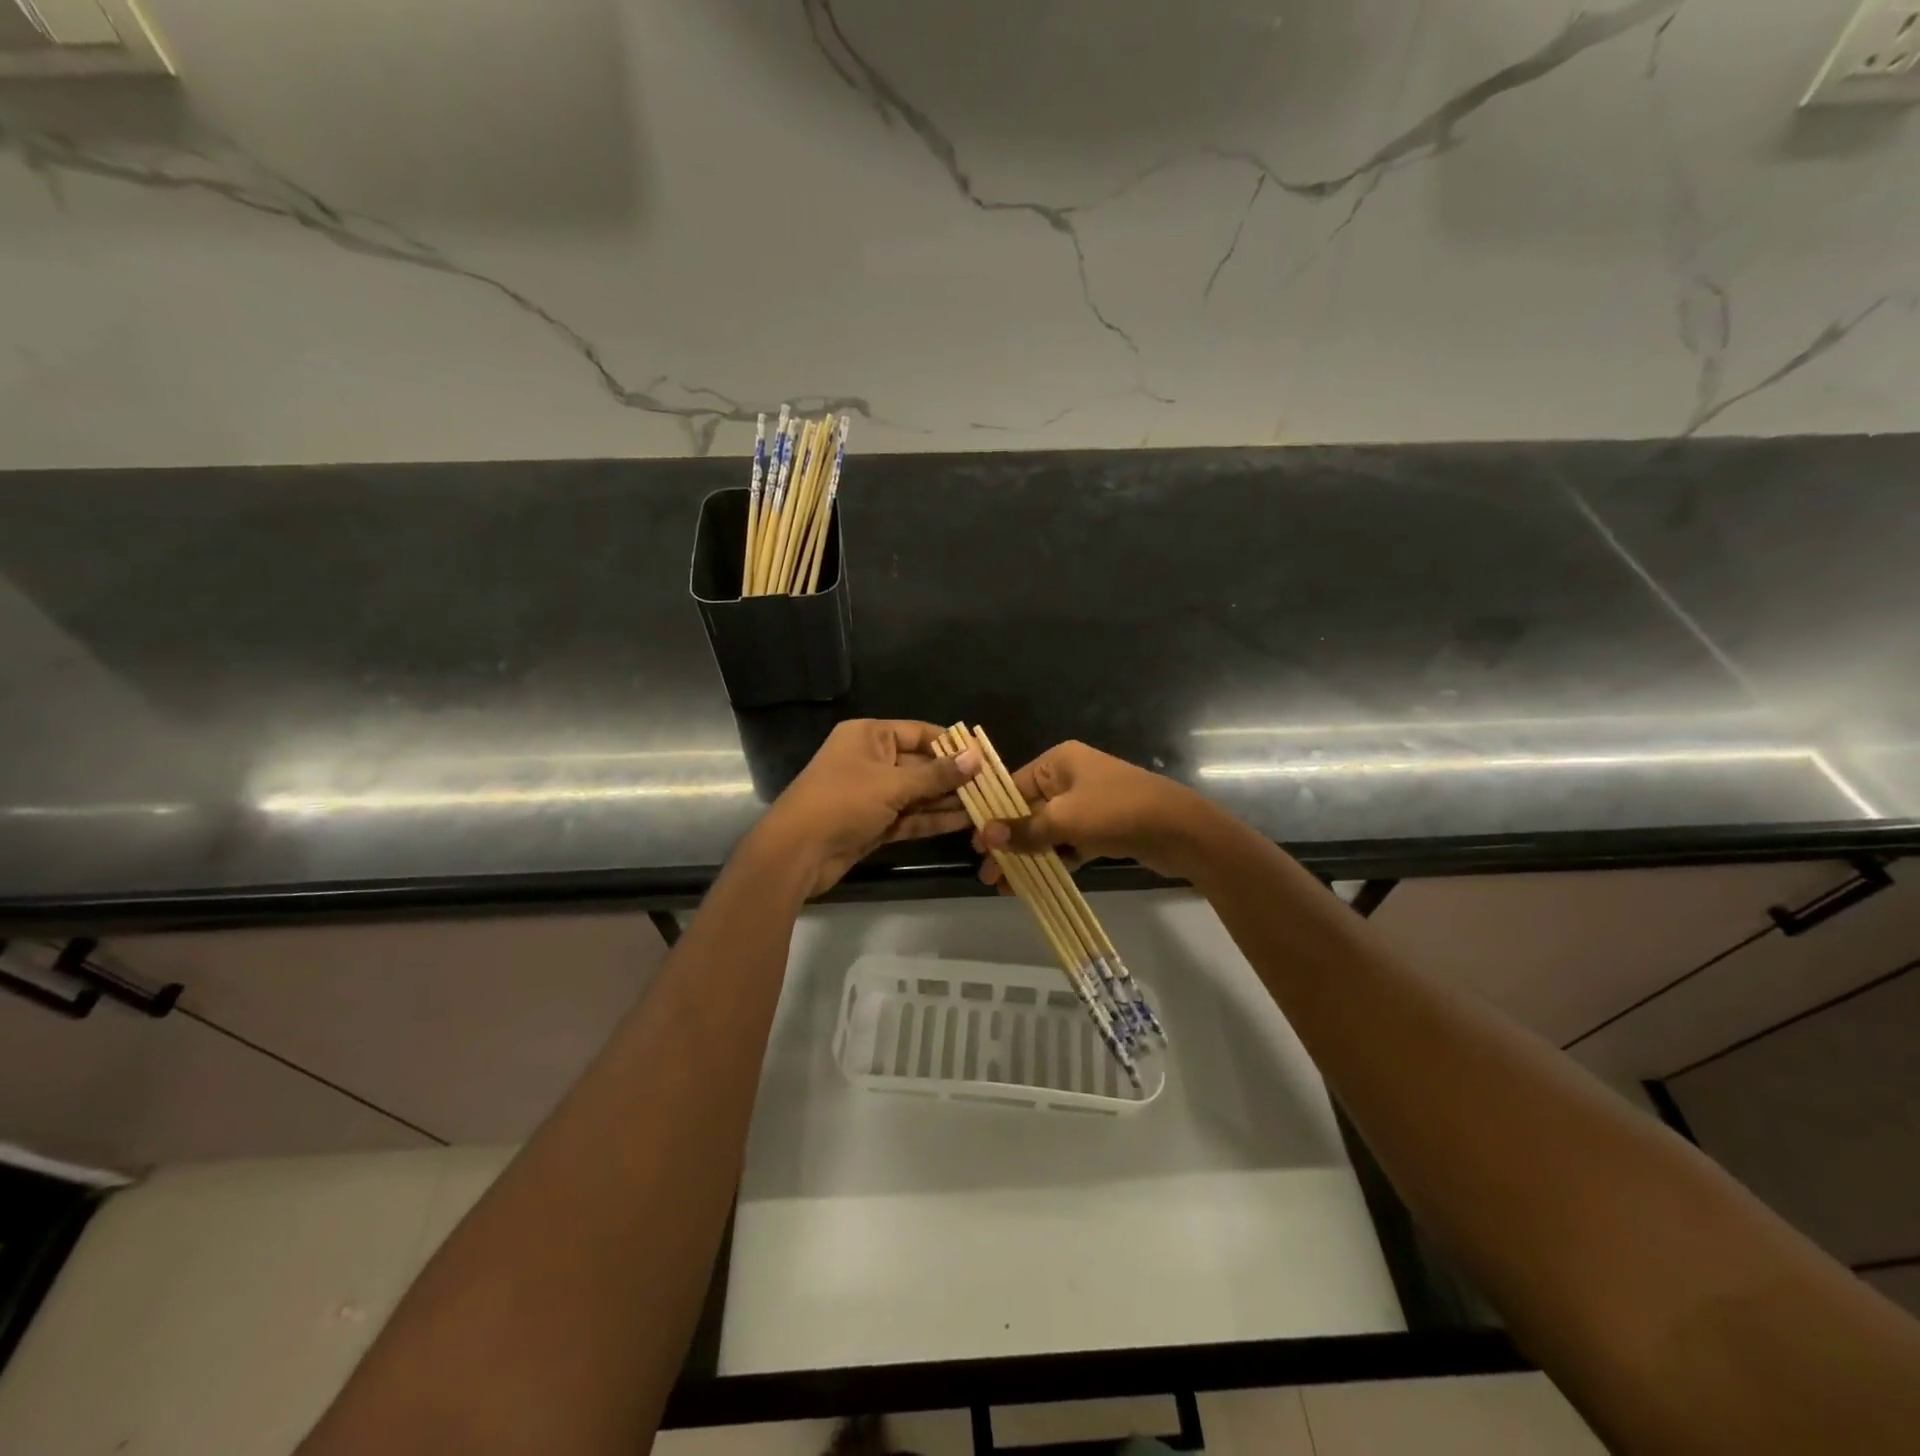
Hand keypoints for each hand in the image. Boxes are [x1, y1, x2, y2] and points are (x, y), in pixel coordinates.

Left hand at [749, 720, 981, 897]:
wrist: (797, 852)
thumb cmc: (842, 802)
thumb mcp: (892, 784)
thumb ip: (936, 775)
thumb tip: (976, 758)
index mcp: (869, 736)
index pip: (919, 733)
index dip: (952, 745)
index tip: (984, 756)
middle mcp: (872, 760)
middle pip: (921, 764)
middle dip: (954, 777)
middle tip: (992, 786)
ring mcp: (873, 794)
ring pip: (918, 793)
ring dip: (948, 800)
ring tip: (986, 805)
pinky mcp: (874, 823)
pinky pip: (910, 816)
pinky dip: (933, 819)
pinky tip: (965, 822)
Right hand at [974, 740, 1221, 883]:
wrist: (1181, 830)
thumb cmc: (1116, 812)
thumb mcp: (1064, 820)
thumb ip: (1023, 830)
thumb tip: (985, 836)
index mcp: (1059, 762)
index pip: (1013, 786)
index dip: (993, 816)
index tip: (976, 845)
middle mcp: (1071, 777)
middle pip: (1029, 810)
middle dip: (1008, 842)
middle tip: (989, 874)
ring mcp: (1089, 803)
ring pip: (1048, 830)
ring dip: (1028, 855)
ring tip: (1006, 885)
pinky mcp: (1103, 827)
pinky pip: (1069, 842)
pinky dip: (1054, 859)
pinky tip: (1035, 883)